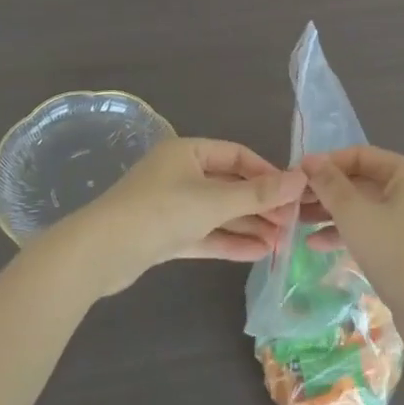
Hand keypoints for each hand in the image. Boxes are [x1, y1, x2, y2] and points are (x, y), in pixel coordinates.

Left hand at [46, 137, 305, 298]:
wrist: (102, 251)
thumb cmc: (161, 212)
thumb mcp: (214, 201)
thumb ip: (258, 193)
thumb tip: (301, 179)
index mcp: (188, 152)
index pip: (237, 155)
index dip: (267, 172)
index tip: (294, 193)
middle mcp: (180, 173)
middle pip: (229, 185)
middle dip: (261, 204)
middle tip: (292, 224)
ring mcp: (172, 205)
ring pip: (218, 212)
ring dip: (249, 226)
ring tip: (282, 243)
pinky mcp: (165, 234)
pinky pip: (205, 233)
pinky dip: (229, 241)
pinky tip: (258, 252)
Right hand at [298, 147, 403, 358]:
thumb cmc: (395, 252)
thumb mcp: (354, 214)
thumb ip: (329, 184)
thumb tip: (309, 159)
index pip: (360, 155)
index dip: (327, 163)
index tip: (296, 176)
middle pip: (362, 181)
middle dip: (326, 191)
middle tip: (293, 202)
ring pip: (364, 208)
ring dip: (331, 213)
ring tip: (297, 222)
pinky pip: (372, 231)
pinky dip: (347, 234)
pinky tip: (317, 245)